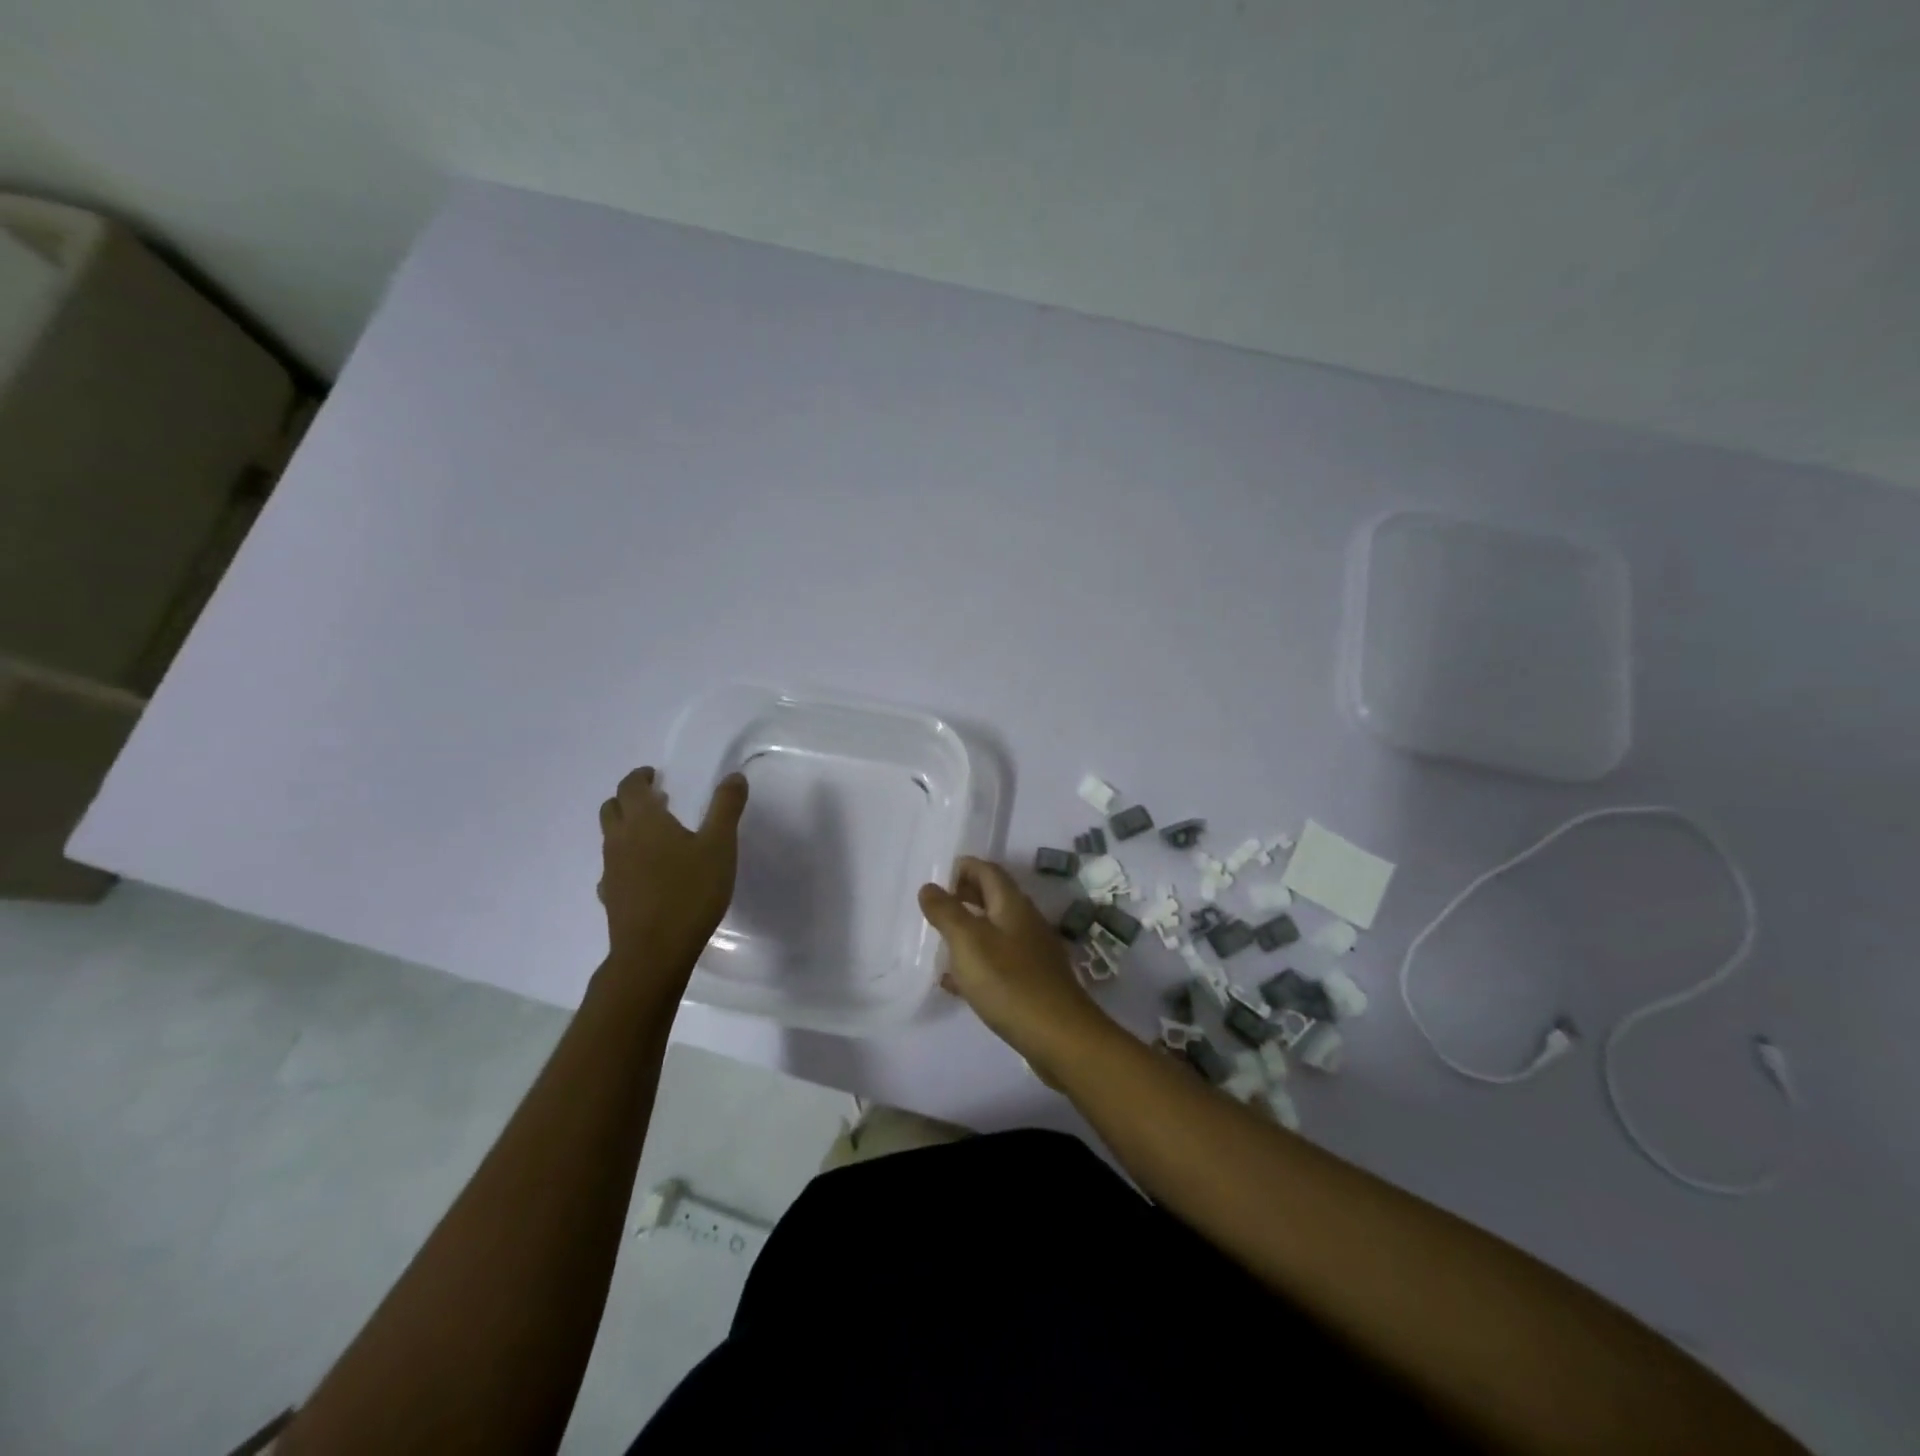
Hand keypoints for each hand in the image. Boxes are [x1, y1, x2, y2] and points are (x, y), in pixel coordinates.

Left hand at [598, 767, 747, 984]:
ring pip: (611, 838)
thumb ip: (726, 808)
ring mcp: (611, 871)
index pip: (631, 787)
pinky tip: (646, 874)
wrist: (653, 953)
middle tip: (656, 799)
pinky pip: (614, 868)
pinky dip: (627, 860)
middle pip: (612, 809)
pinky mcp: (611, 898)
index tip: (654, 775)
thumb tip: (734, 777)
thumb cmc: (690, 892)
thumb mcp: (720, 846)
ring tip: (657, 835)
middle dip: (630, 799)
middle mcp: (620, 841)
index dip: (641, 777)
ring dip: (628, 828)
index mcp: (644, 821)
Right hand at [918, 857, 1116, 1080]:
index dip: (963, 868)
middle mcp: (1025, 922)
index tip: (937, 878)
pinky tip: (956, 982)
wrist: (1059, 1036)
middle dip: (964, 896)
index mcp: (1012, 904)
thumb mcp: (968, 942)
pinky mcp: (1032, 981)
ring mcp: (1032, 952)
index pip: (988, 871)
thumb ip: (946, 912)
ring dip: (969, 929)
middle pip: (993, 898)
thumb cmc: (1008, 981)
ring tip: (940, 941)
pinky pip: (998, 961)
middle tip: (935, 907)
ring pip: (995, 930)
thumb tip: (930, 886)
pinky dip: (976, 962)